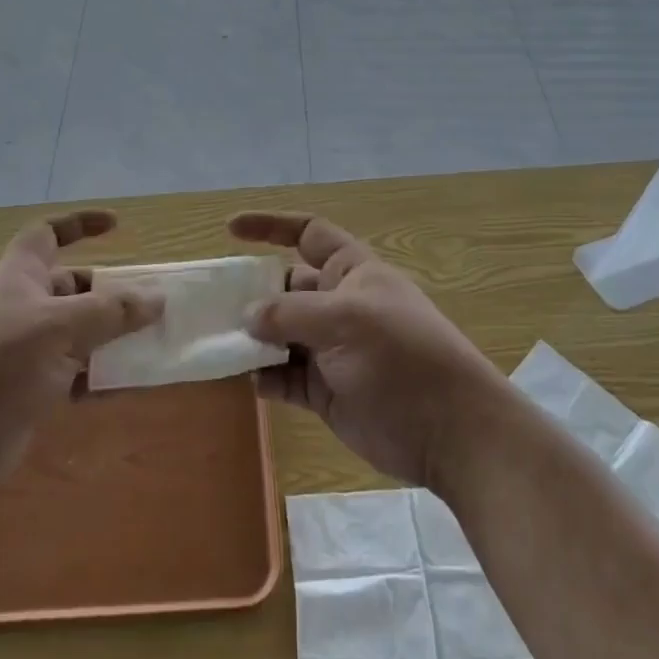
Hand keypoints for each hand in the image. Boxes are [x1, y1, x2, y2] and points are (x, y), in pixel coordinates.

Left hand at [0, 210, 159, 505]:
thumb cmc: (1, 365)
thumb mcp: (62, 328)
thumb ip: (112, 312)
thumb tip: (157, 299)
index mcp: (21, 276)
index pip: (49, 233)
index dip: (80, 224)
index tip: (117, 226)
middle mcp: (22, 306)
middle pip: (73, 287)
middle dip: (110, 294)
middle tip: (151, 305)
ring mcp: (24, 349)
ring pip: (78, 332)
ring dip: (111, 337)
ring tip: (152, 345)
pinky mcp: (29, 387)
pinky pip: (73, 370)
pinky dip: (99, 374)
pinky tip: (128, 385)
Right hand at [230, 211, 513, 488]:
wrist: (450, 432)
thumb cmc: (401, 357)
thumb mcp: (346, 320)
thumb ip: (291, 313)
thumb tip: (248, 315)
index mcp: (351, 272)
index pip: (308, 233)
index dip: (271, 226)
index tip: (230, 229)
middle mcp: (338, 305)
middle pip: (285, 287)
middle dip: (251, 291)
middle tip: (208, 302)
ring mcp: (330, 349)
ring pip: (279, 334)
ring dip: (250, 337)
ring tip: (214, 342)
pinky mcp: (324, 391)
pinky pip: (283, 376)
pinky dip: (261, 376)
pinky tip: (240, 379)